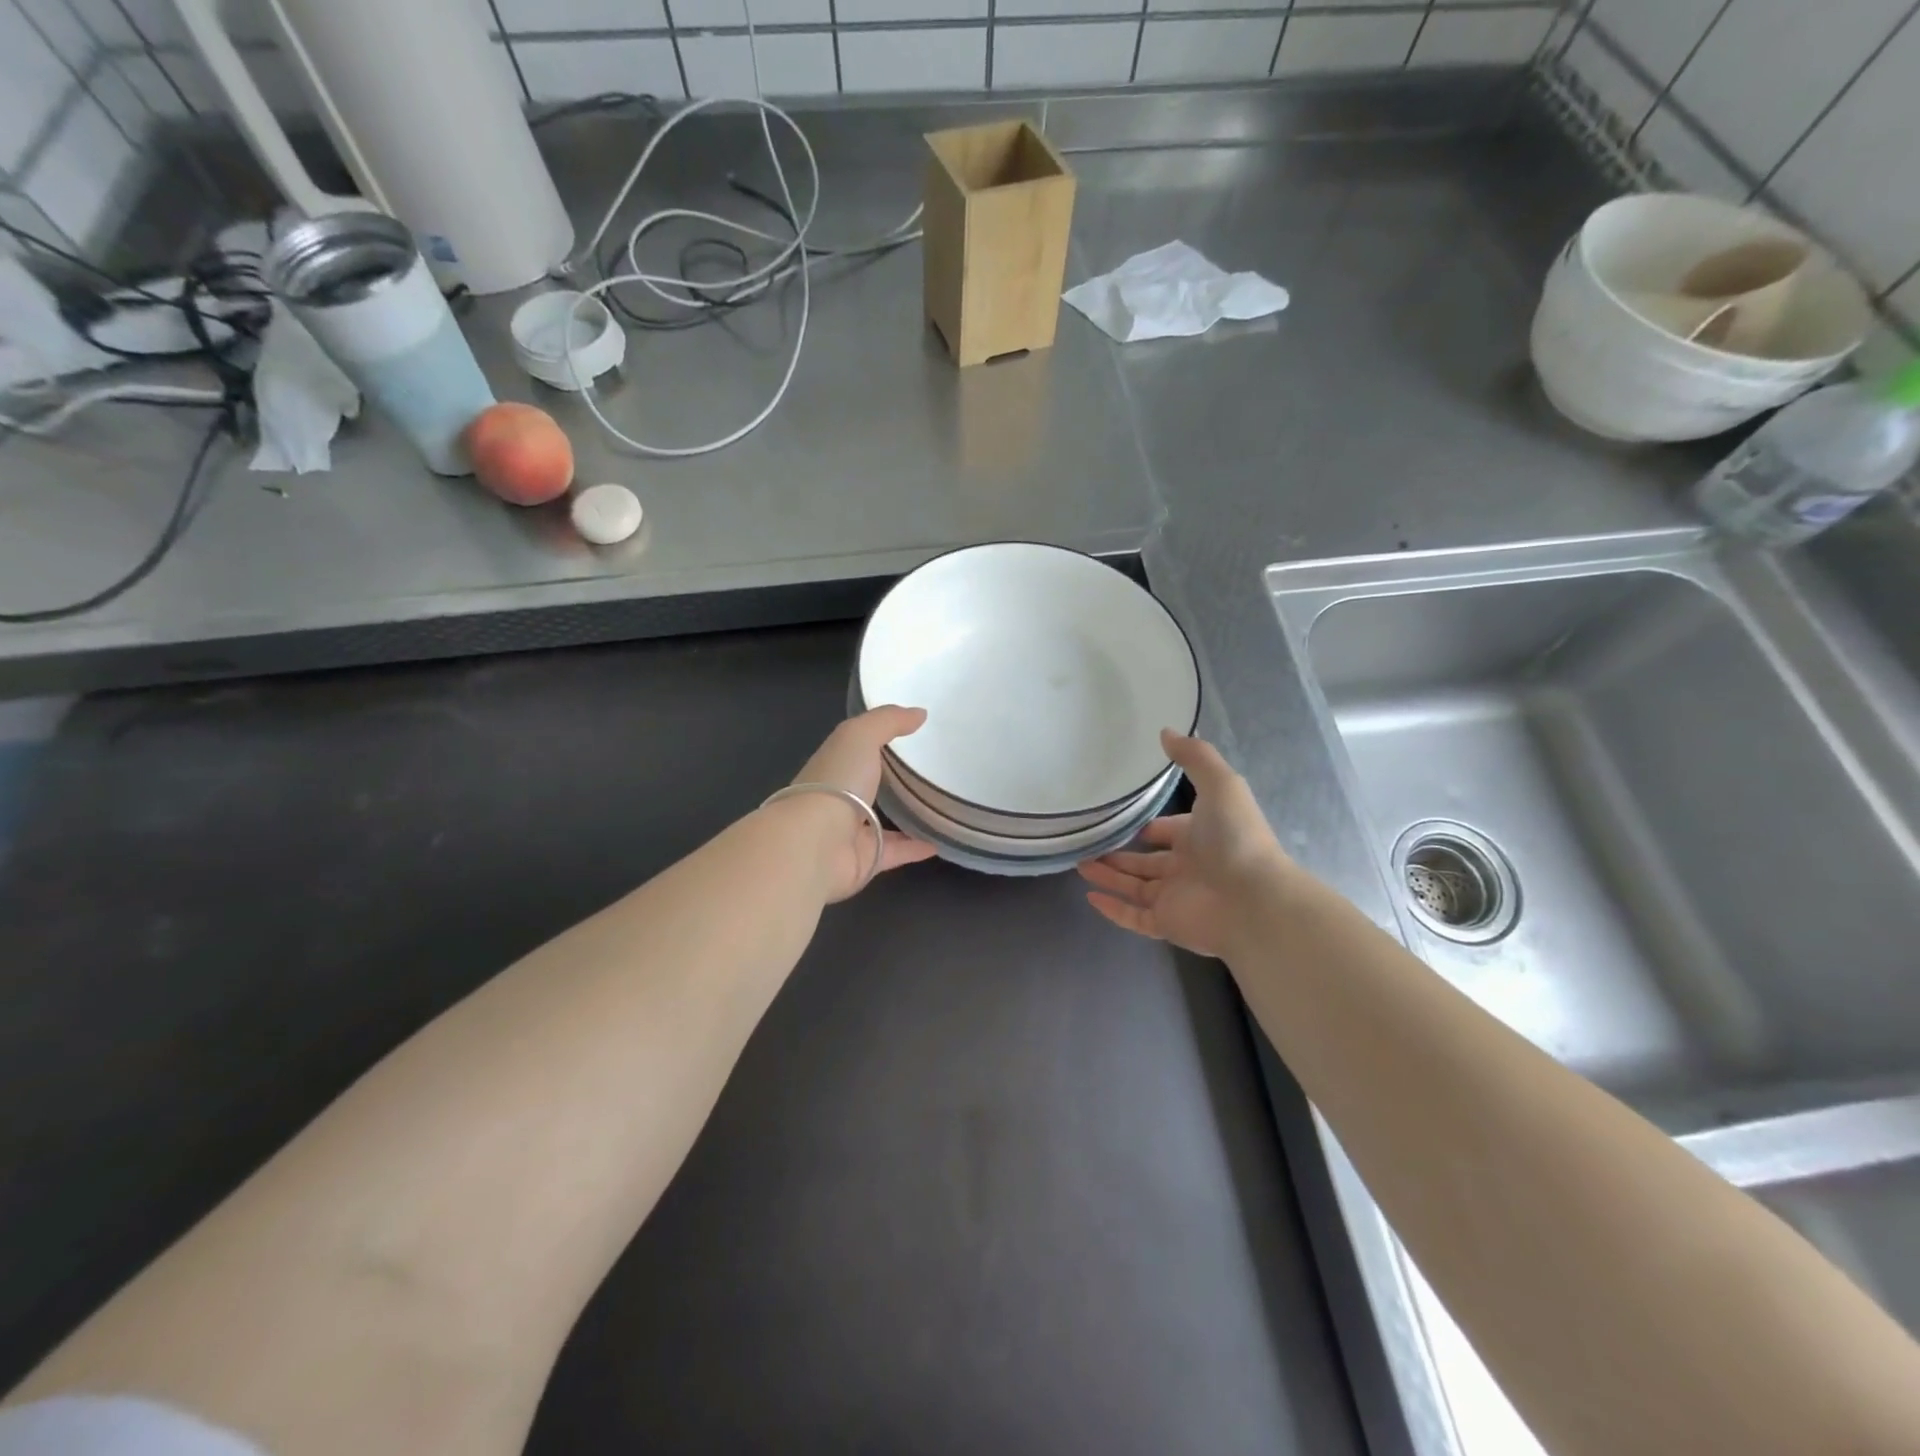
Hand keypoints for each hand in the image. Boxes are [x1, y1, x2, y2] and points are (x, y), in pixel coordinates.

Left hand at [788, 705, 936, 901]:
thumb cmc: (835, 782)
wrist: (816, 844)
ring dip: (905, 816)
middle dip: (890, 779)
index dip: (877, 741)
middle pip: (868, 786)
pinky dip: (916, 847)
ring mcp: (850, 832)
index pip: (855, 750)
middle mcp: (839, 798)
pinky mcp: (865, 860)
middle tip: (930, 771)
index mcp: (834, 766)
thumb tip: (920, 713)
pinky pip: (896, 851)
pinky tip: (941, 841)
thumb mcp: (860, 736)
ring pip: (881, 821)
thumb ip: (888, 721)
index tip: (911, 734)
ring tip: (938, 806)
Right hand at [1078, 731, 1290, 957]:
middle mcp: (1189, 868)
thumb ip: (1195, 757)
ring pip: (1135, 887)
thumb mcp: (1220, 784)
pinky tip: (1090, 896)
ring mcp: (1177, 898)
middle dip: (1120, 853)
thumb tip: (1166, 730)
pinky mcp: (1167, 924)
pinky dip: (1112, 910)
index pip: (1170, 831)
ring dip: (1108, 876)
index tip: (1124, 818)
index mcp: (1202, 837)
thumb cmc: (1236, 838)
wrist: (1253, 900)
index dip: (1151, 826)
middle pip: (1148, 861)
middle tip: (1089, 843)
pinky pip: (1134, 917)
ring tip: (1079, 863)